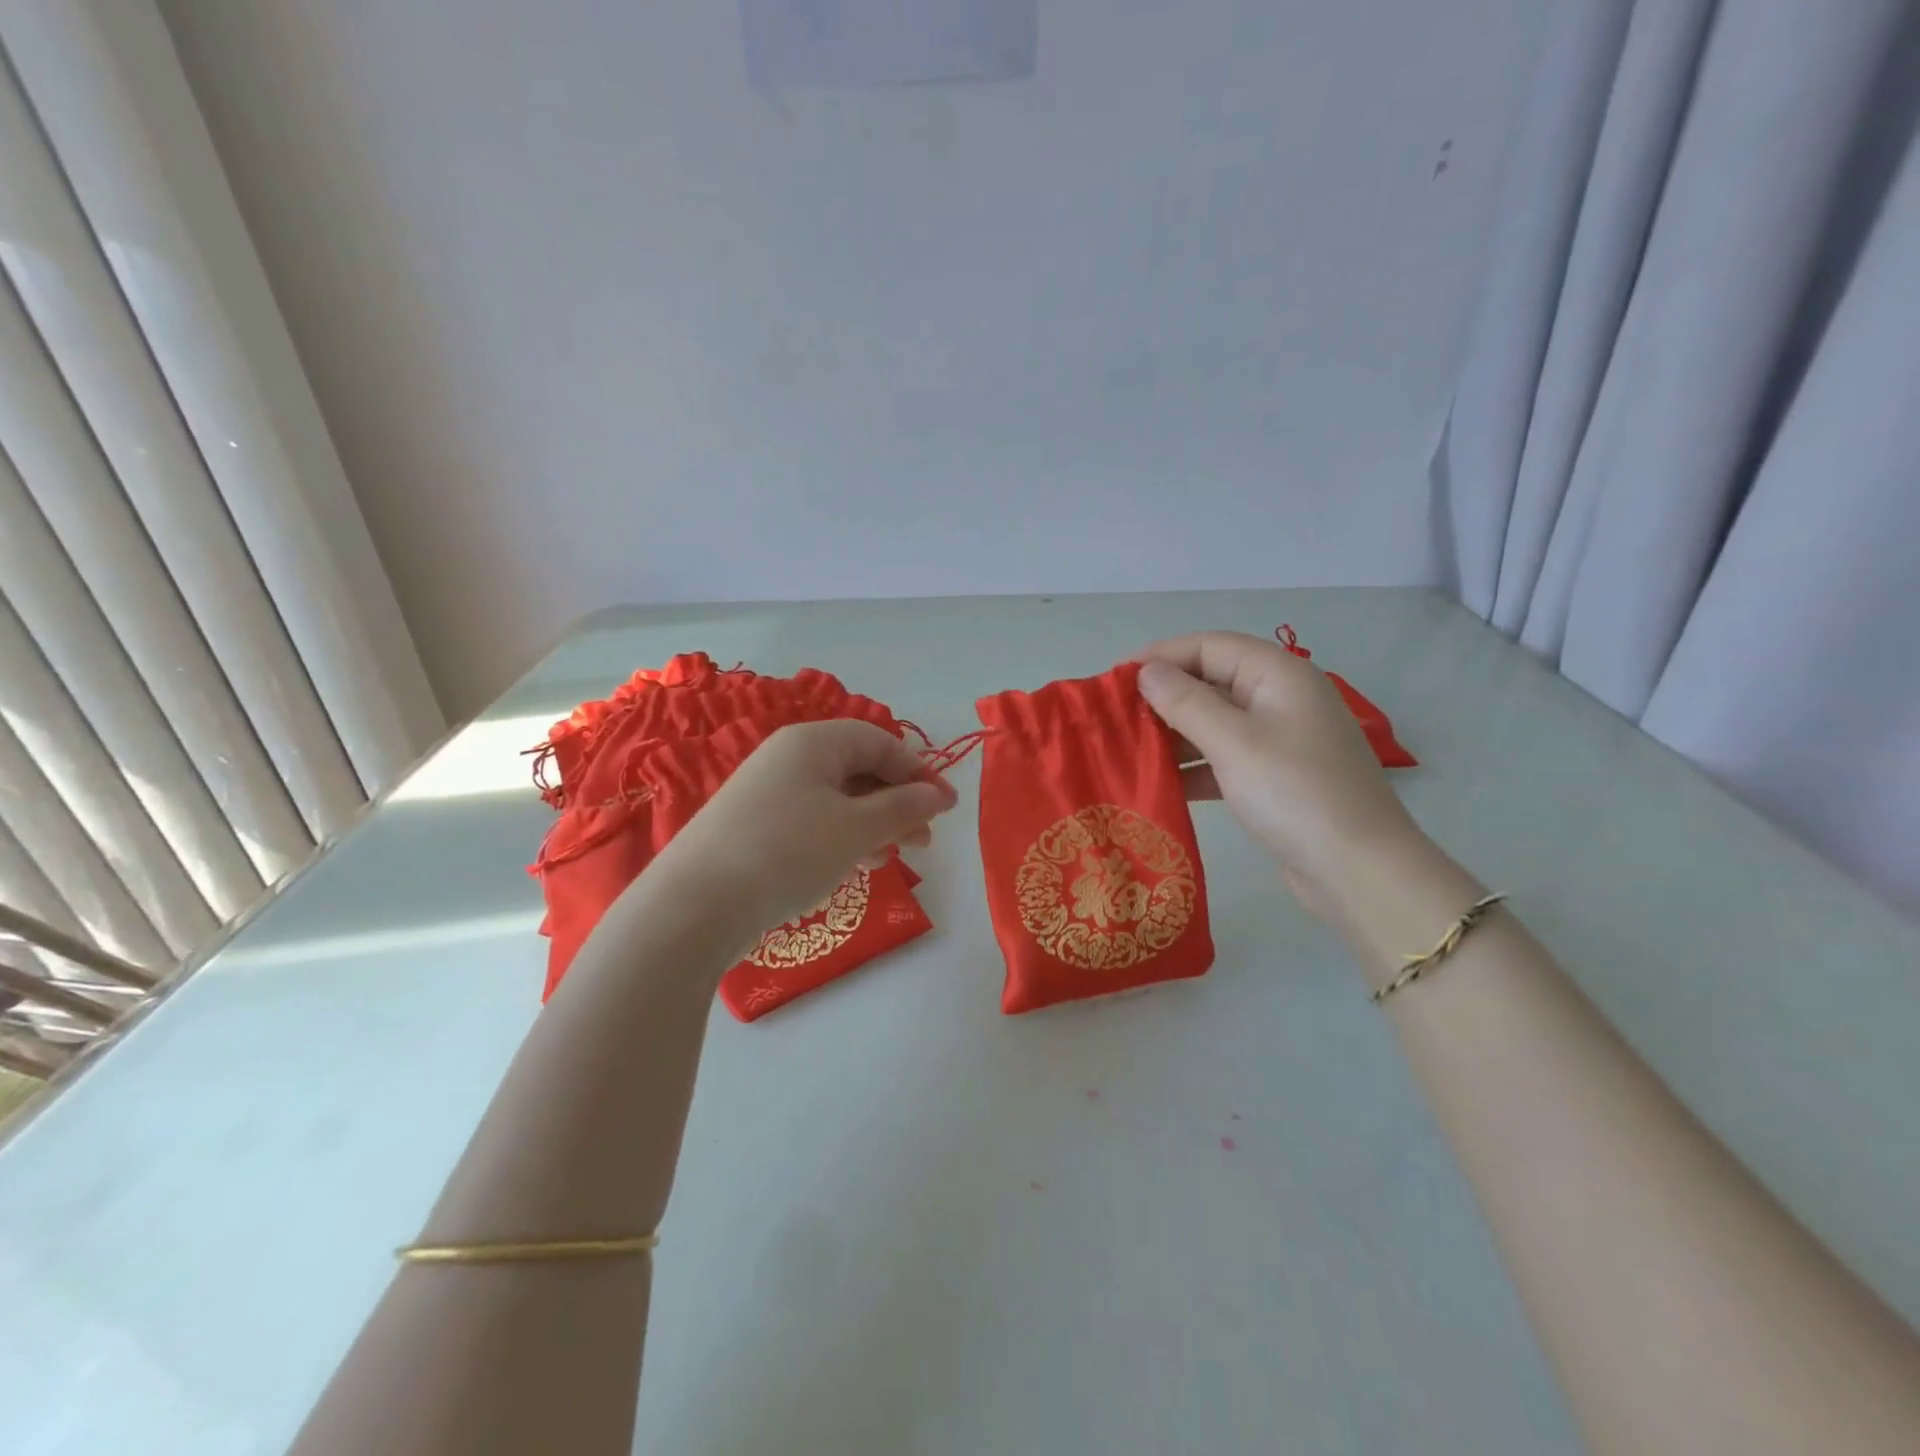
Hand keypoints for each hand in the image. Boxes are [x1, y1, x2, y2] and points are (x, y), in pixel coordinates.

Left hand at [648, 719, 959, 937]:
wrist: (694, 906)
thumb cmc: (787, 852)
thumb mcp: (856, 829)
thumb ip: (902, 808)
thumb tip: (937, 795)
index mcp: (813, 742)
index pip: (880, 741)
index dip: (919, 772)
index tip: (947, 808)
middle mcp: (788, 758)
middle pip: (859, 769)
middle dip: (897, 802)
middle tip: (923, 840)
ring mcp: (767, 792)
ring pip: (837, 798)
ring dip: (873, 823)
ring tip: (892, 857)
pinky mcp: (754, 826)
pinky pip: (813, 820)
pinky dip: (842, 837)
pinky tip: (853, 864)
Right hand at [1135, 632, 1422, 925]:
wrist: (1357, 870)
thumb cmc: (1293, 792)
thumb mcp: (1232, 741)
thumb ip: (1185, 701)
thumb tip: (1146, 670)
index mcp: (1278, 675)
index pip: (1210, 646)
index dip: (1163, 656)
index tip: (1116, 679)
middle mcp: (1280, 699)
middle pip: (1211, 682)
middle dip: (1164, 697)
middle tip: (1115, 718)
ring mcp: (1279, 741)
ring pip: (1214, 724)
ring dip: (1173, 735)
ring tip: (1127, 751)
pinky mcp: (1274, 779)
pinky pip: (1223, 759)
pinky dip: (1193, 768)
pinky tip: (1159, 784)